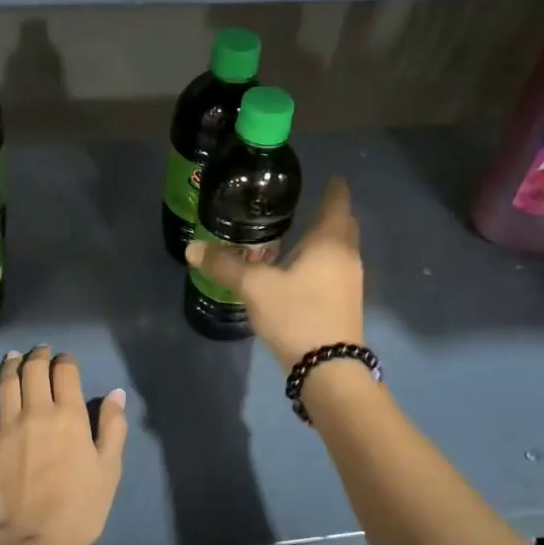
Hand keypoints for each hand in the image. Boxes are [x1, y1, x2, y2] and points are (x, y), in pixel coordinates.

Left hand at [0, 347, 126, 544]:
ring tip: (13, 358)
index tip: (67, 361)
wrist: (31, 540)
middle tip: (41, 352)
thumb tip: (115, 393)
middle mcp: (37, 411)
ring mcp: (7, 426)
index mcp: (70, 415)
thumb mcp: (110, 469)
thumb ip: (113, 427)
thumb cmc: (79, 508)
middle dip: (39, 356)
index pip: (65, 373)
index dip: (66, 361)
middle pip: (34, 370)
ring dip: (10, 366)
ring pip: (6, 383)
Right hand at [185, 176, 363, 369]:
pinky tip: (302, 271)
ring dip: (327, 240)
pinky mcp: (346, 304)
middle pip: (344, 225)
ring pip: (341, 250)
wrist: (328, 369)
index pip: (338, 202)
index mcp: (330, 242)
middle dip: (332, 212)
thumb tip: (192, 249)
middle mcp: (347, 257)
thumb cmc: (297, 314)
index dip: (335, 187)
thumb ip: (224, 265)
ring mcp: (351, 282)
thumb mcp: (254, 287)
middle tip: (308, 203)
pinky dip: (323, 262)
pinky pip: (336, 270)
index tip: (331, 175)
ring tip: (301, 234)